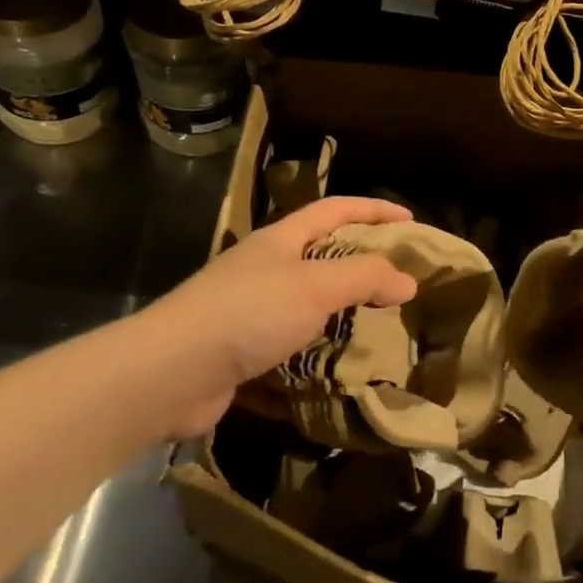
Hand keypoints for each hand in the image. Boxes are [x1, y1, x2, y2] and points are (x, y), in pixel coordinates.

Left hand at [142, 196, 417, 436]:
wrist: (171, 372)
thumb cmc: (249, 313)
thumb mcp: (316, 286)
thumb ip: (365, 277)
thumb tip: (408, 280)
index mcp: (281, 239)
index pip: (335, 210)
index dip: (374, 210)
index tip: (410, 221)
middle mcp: (265, 266)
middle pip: (323, 252)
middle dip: (362, 260)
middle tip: (400, 277)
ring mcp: (251, 308)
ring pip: (309, 299)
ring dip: (342, 306)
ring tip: (379, 321)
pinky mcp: (243, 348)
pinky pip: (294, 339)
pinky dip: (319, 345)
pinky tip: (339, 361)